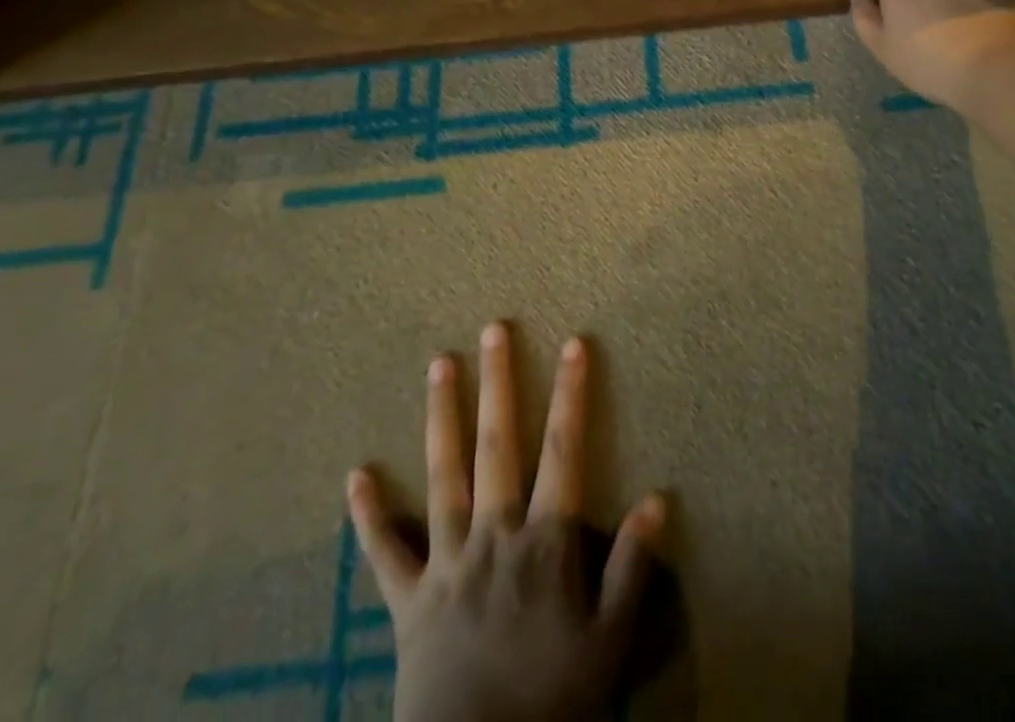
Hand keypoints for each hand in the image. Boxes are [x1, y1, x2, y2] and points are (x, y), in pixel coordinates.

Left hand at [347, 323, 665, 721]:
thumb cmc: (551, 706)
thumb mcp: (609, 644)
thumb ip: (632, 568)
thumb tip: (659, 499)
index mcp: (545, 543)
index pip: (564, 451)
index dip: (571, 394)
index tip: (574, 343)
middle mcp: (495, 536)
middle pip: (497, 446)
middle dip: (498, 384)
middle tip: (492, 330)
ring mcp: (447, 563)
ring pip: (443, 476)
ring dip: (442, 418)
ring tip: (438, 365)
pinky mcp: (408, 601)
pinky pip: (385, 553)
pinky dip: (370, 515)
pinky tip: (355, 474)